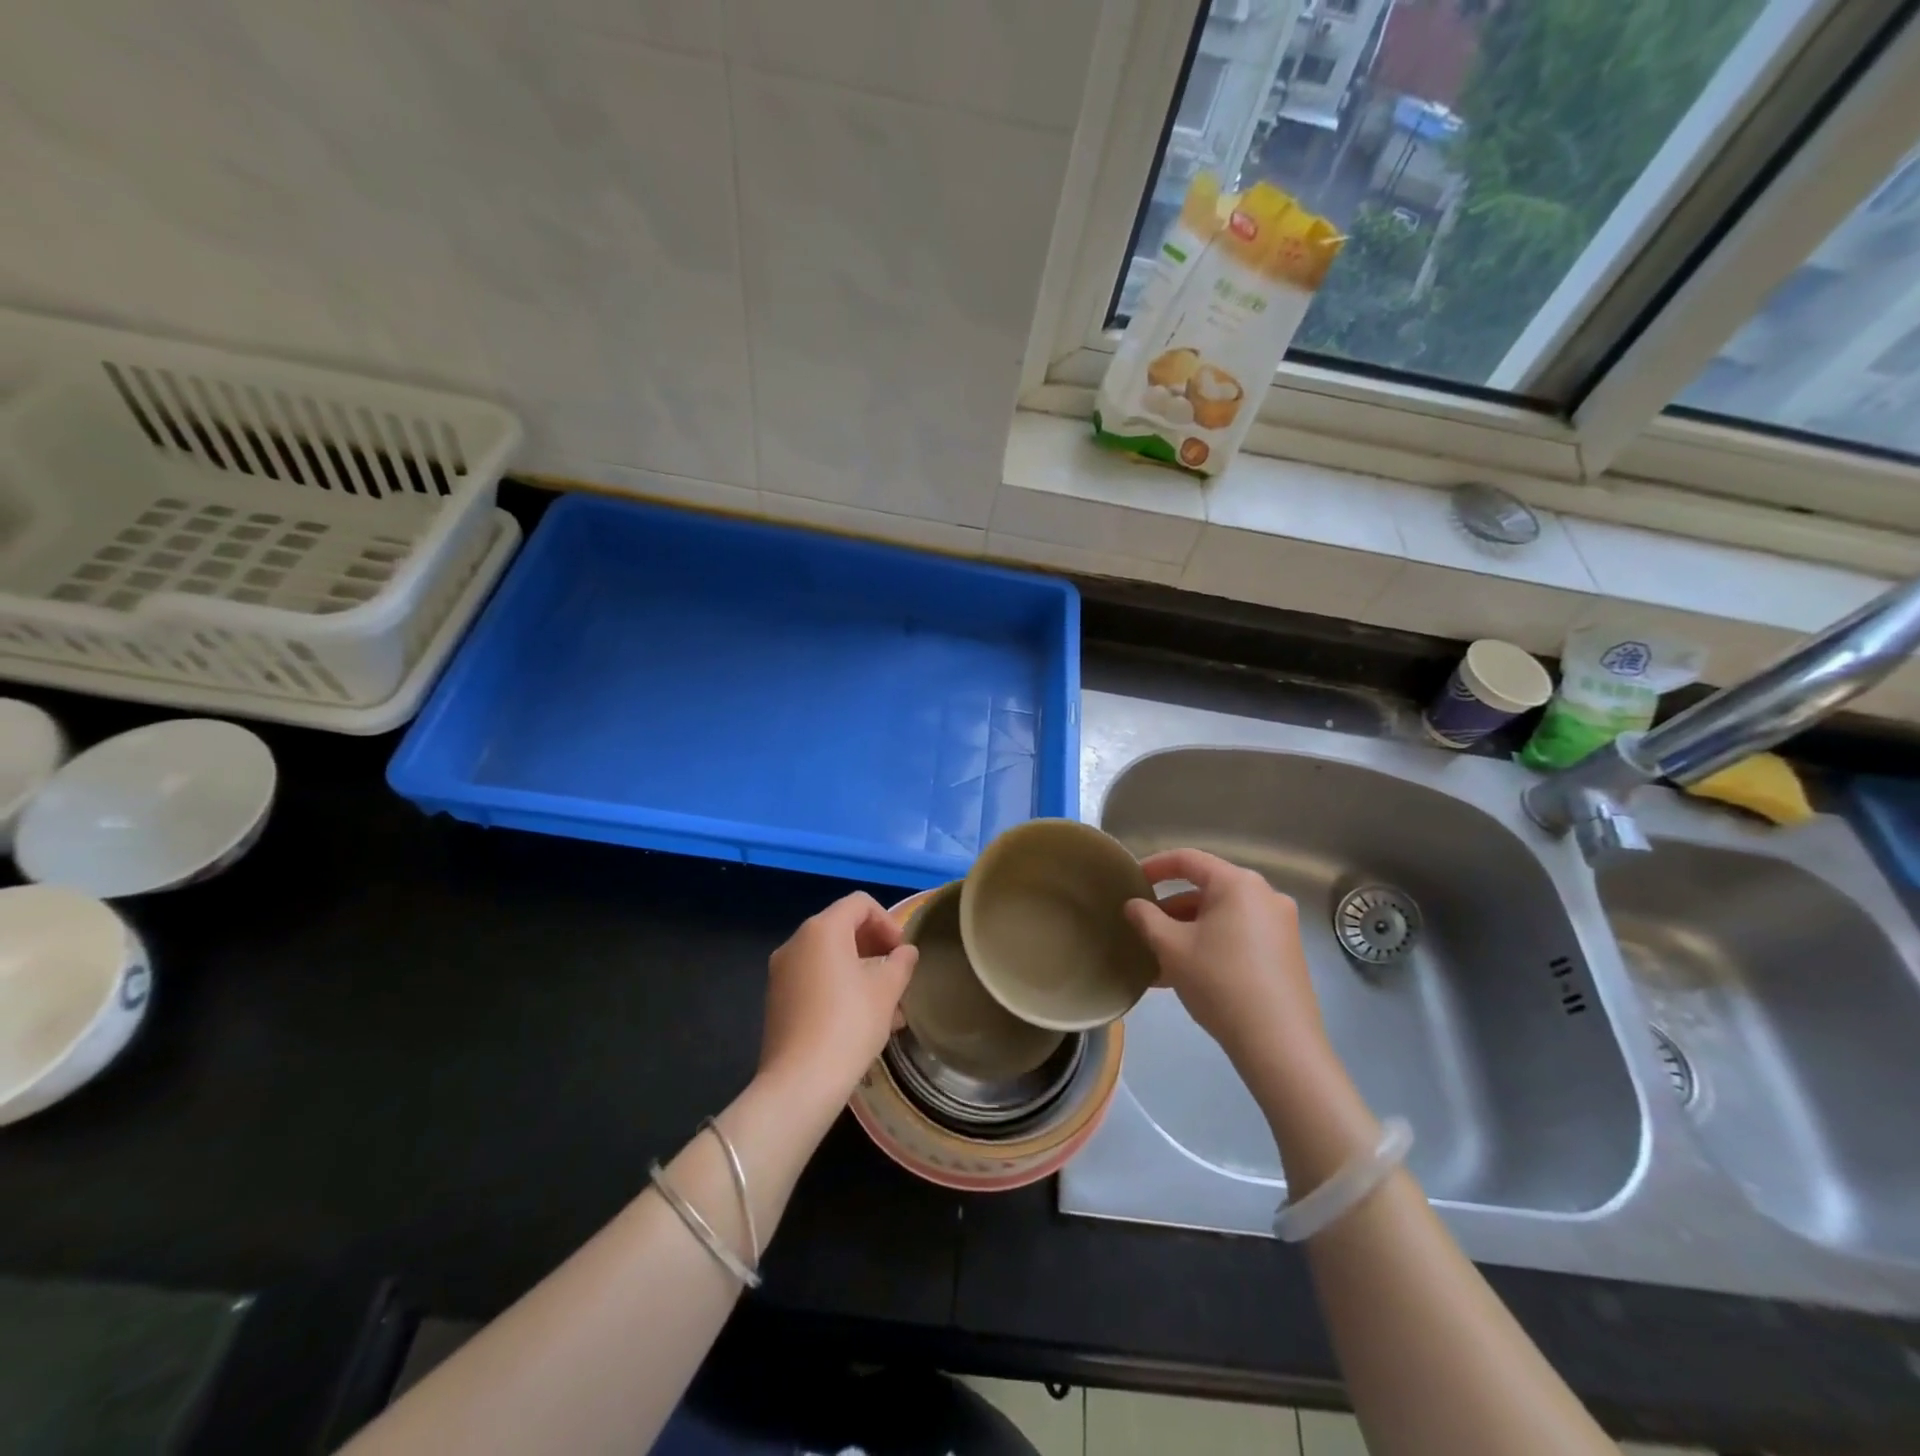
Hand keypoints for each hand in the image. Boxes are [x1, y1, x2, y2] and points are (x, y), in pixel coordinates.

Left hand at [760, 892, 917, 1105]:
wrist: (800, 1082)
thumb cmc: (849, 1024)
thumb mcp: (887, 990)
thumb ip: (901, 963)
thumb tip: (905, 952)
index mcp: (822, 929)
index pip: (860, 903)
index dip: (887, 921)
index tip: (902, 952)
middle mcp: (796, 942)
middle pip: (842, 927)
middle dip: (874, 946)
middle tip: (897, 973)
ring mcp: (782, 971)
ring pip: (829, 957)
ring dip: (860, 969)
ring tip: (886, 1003)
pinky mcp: (777, 999)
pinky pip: (814, 978)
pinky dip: (839, 986)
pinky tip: (861, 1018)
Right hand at [1124, 848, 1327, 1071]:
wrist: (1279, 1043)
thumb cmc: (1219, 982)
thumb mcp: (1171, 948)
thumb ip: (1146, 918)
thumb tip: (1133, 905)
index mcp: (1238, 883)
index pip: (1188, 859)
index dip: (1155, 866)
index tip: (1131, 880)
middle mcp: (1264, 895)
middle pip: (1207, 889)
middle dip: (1170, 907)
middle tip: (1142, 926)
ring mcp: (1280, 924)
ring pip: (1222, 916)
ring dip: (1188, 930)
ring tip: (1158, 957)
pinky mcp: (1286, 952)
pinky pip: (1239, 935)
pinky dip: (1211, 944)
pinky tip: (1186, 973)